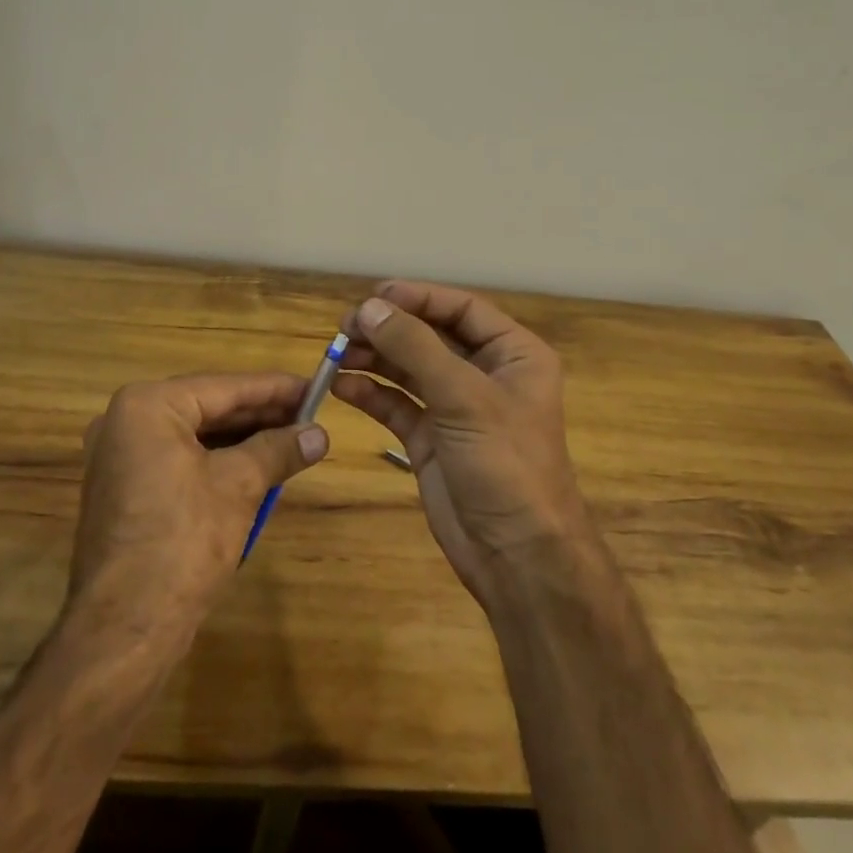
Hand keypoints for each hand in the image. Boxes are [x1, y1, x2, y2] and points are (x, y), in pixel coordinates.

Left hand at [67, 374, 329, 642]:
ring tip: (291, 439)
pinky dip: (217, 462)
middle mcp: (125, 422)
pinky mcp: (125, 490)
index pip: (224, 387)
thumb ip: (279, 449)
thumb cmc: (183, 542)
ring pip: (195, 436)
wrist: (125, 630)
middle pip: (208, 407)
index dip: (274, 388)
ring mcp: (120, 458)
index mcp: (146, 406)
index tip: (314, 386)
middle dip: (260, 415)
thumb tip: (320, 433)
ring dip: (242, 439)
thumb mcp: (239, 486)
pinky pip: (180, 460)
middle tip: (309, 415)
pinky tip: (256, 467)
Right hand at [331, 282, 589, 610]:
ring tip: (336, 352)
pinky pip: (397, 405)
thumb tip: (370, 307)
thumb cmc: (505, 463)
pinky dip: (371, 393)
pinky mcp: (431, 439)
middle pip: (430, 336)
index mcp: (513, 354)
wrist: (517, 556)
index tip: (374, 295)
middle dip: (389, 328)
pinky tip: (342, 387)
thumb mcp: (464, 396)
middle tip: (346, 325)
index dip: (418, 297)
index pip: (461, 309)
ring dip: (374, 358)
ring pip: (409, 369)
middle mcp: (485, 374)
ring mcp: (456, 408)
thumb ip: (415, 347)